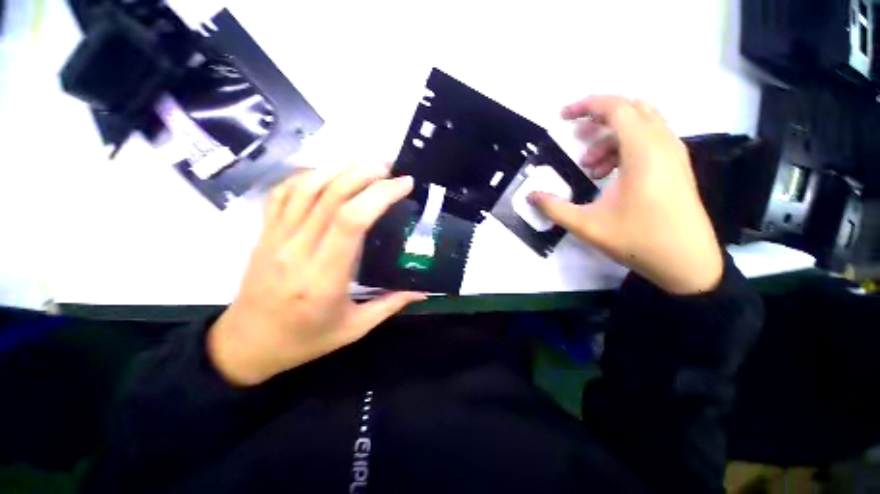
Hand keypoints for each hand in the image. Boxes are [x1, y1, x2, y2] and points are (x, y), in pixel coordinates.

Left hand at [208, 164, 424, 385]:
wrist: (246, 345)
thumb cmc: (304, 340)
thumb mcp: (353, 329)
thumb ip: (390, 305)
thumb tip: (423, 292)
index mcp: (324, 277)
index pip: (351, 221)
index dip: (380, 195)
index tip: (403, 185)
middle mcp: (298, 250)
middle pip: (331, 196)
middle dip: (364, 174)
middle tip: (390, 168)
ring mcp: (276, 238)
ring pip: (306, 187)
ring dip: (339, 168)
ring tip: (366, 164)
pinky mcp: (264, 233)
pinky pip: (283, 193)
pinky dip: (307, 175)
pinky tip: (328, 172)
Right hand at [529, 96, 722, 294]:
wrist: (688, 263)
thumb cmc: (638, 240)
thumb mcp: (587, 226)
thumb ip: (554, 208)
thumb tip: (530, 196)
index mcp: (643, 152)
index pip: (616, 107)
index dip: (586, 105)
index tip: (562, 117)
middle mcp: (663, 144)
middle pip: (630, 110)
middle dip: (597, 120)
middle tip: (575, 140)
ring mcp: (674, 154)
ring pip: (640, 125)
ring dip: (610, 137)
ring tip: (590, 167)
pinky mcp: (676, 167)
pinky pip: (649, 140)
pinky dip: (625, 147)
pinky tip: (610, 174)